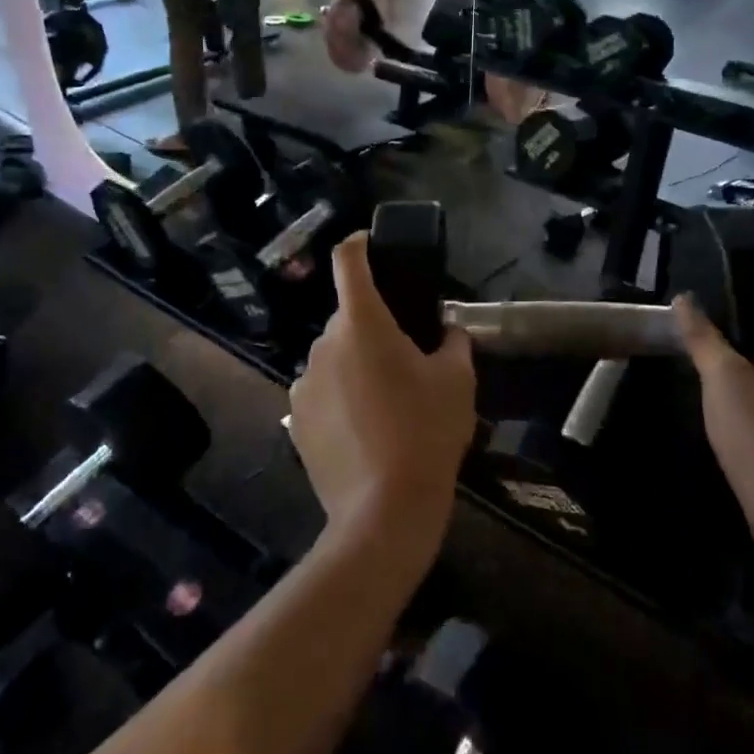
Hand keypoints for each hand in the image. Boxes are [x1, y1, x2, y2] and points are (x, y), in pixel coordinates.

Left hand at [288, 234, 476, 550]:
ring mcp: (304, 384)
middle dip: (374, 328)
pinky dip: (341, 398)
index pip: (348, 262)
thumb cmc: (426, 432)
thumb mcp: (457, 381)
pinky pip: (322, 392)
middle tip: (407, 357)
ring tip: (388, 403)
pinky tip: (365, 431)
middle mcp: (323, 345)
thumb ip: (453, 343)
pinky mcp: (296, 420)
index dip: (358, 244)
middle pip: (348, 318)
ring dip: (356, 365)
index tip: (369, 242)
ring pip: (335, 358)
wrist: (384, 511)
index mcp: (362, 324)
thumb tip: (447, 331)